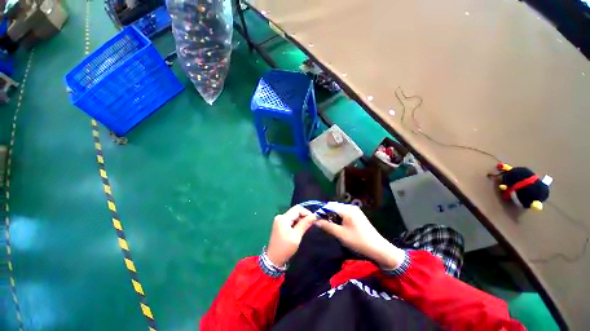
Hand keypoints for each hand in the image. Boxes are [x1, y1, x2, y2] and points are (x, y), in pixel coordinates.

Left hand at [267, 205, 316, 266]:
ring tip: (307, 227)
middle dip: (304, 216)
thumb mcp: (296, 237)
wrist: (273, 260)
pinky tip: (300, 229)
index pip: (297, 209)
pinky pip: (291, 219)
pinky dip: (297, 222)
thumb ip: (304, 224)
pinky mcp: (280, 224)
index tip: (314, 219)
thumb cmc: (285, 249)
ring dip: (301, 219)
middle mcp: (281, 216)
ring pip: (294, 215)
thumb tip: (314, 216)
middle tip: (311, 224)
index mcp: (283, 218)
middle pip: (295, 211)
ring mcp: (280, 220)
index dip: (306, 212)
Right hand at [316, 202, 405, 268]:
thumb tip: (316, 220)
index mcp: (347, 210)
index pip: (330, 206)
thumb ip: (327, 226)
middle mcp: (351, 207)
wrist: (378, 248)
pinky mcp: (357, 216)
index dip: (322, 211)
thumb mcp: (341, 234)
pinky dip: (339, 218)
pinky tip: (338, 226)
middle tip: (322, 224)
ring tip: (329, 226)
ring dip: (333, 217)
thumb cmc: (358, 241)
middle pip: (334, 207)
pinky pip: (344, 214)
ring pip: (339, 211)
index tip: (315, 219)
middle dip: (327, 214)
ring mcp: (355, 211)